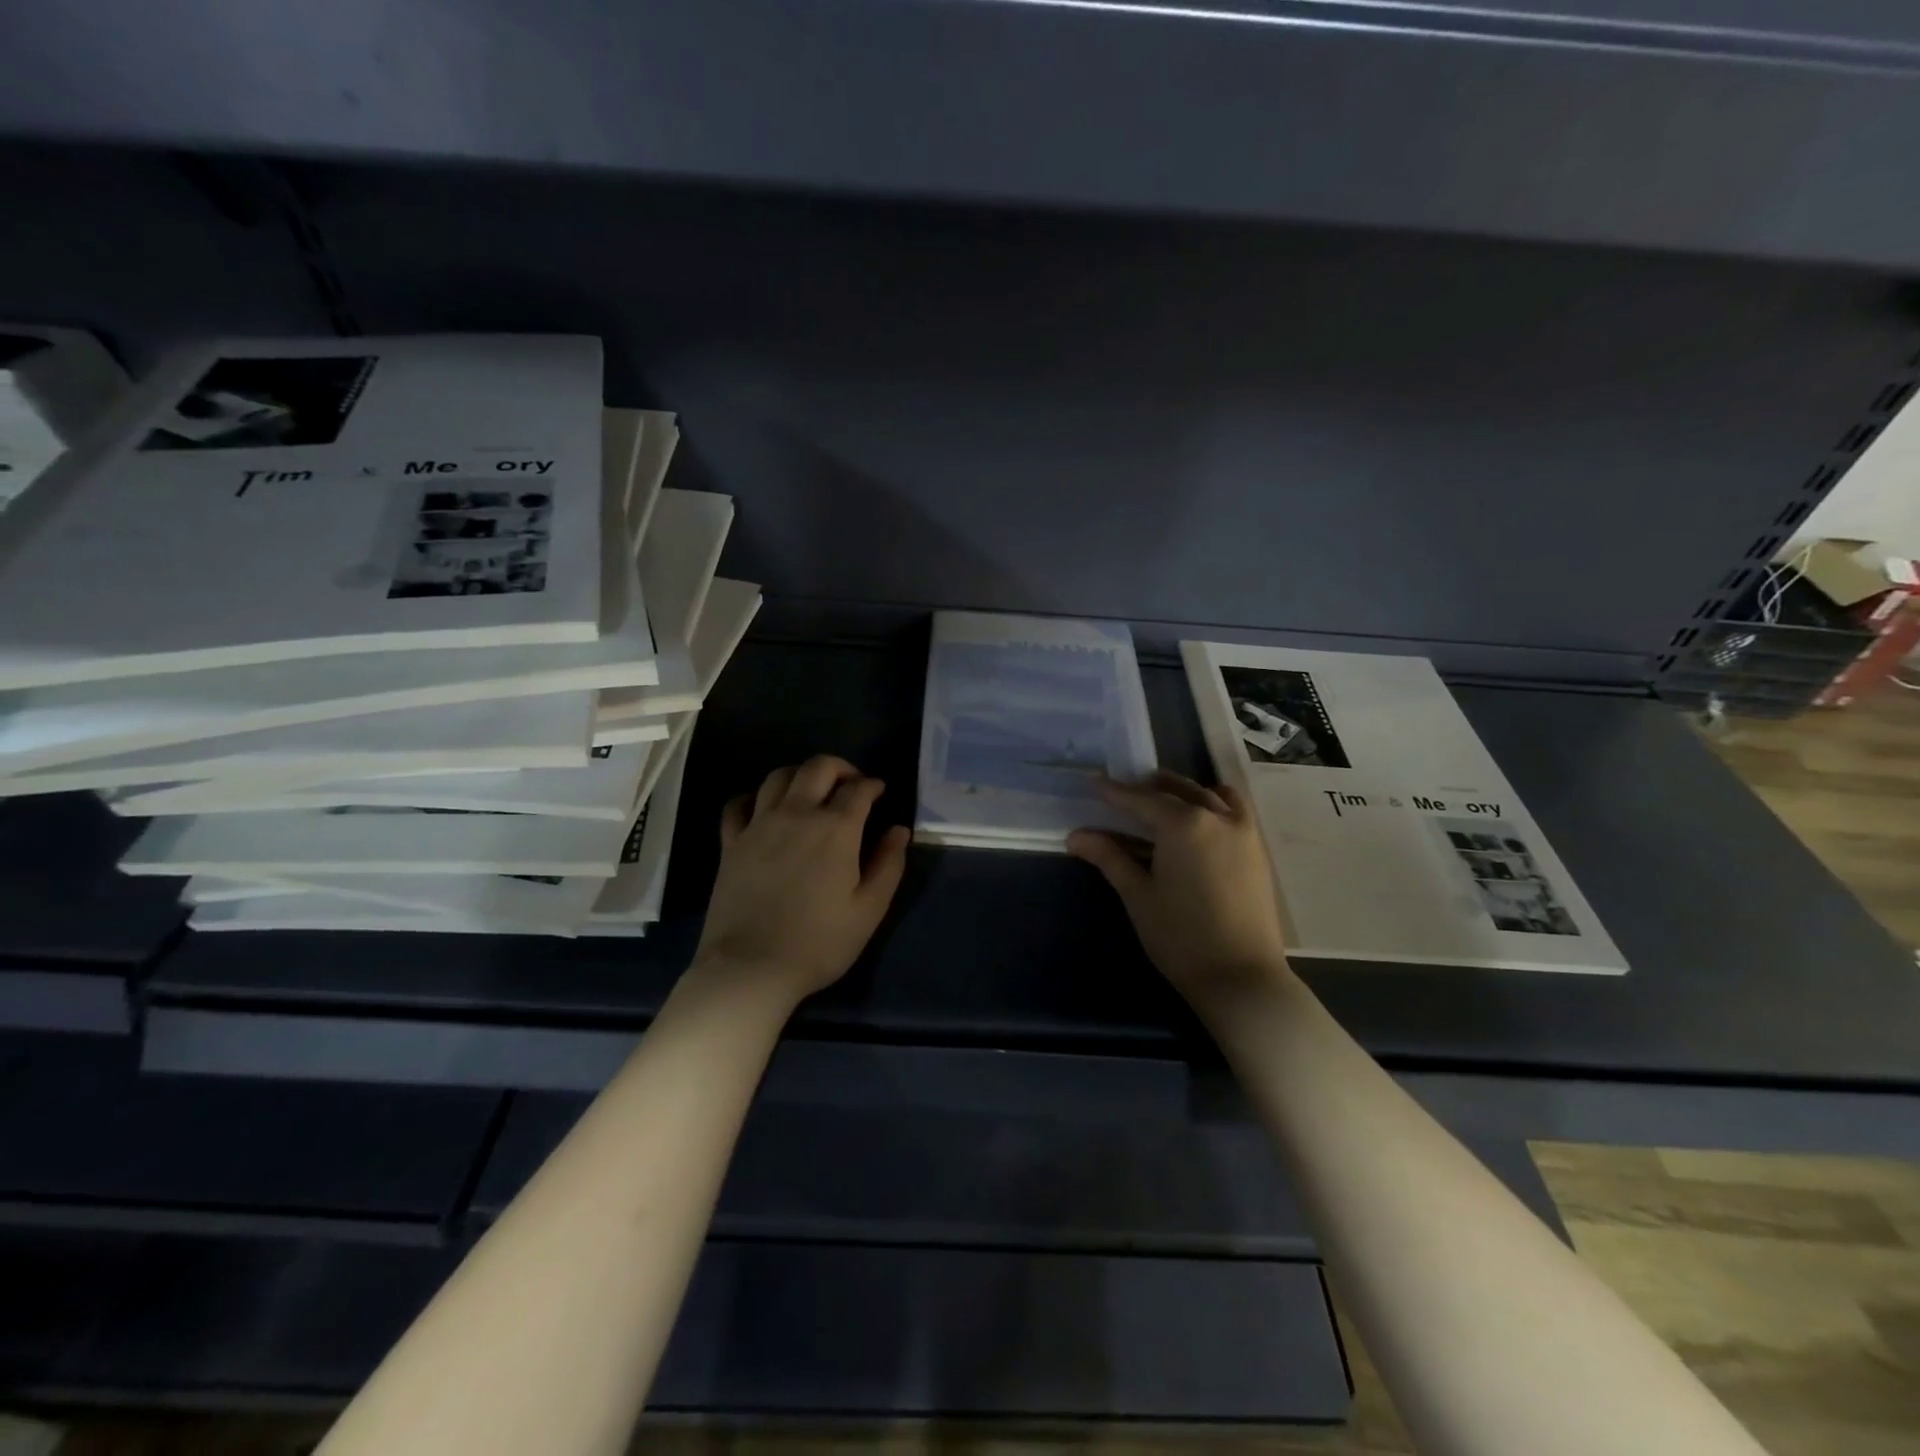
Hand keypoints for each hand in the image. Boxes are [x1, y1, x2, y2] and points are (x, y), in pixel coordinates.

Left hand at [692, 755, 910, 1008]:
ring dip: (800, 775)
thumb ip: (889, 865)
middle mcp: (797, 814)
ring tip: (811, 792)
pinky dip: (755, 797)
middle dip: (840, 768)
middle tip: (851, 784)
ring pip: (778, 776)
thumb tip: (899, 830)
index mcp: (836, 829)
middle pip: (817, 767)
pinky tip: (764, 809)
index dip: (873, 785)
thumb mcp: (868, 910)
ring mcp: (759, 825)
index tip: (879, 792)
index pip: (858, 789)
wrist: (750, 968)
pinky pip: (739, 804)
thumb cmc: (818, 943)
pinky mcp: (731, 842)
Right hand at [1067, 771, 1295, 1014]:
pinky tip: (1200, 820)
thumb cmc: (1181, 937)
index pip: (1142, 800)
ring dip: (1184, 792)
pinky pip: (1235, 810)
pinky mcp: (1258, 851)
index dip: (1116, 793)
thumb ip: (1110, 858)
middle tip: (1124, 792)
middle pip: (1178, 790)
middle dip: (1150, 788)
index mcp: (1184, 824)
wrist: (1241, 978)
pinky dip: (1214, 803)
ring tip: (1162, 800)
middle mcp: (1217, 817)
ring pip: (1210, 795)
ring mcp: (1244, 832)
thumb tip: (1076, 836)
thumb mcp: (1138, 895)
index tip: (1095, 782)